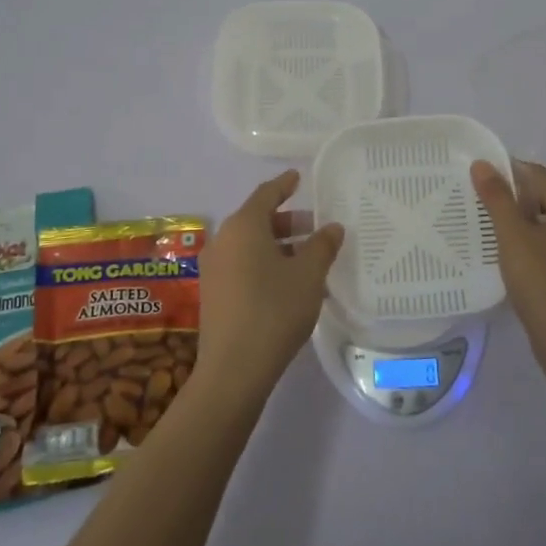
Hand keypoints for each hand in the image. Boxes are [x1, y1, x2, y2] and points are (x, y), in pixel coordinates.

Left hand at [196, 169, 344, 401]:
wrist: (234, 368)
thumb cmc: (275, 310)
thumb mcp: (308, 275)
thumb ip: (322, 246)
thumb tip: (332, 227)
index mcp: (244, 226)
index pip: (266, 194)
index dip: (284, 184)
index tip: (298, 177)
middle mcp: (223, 240)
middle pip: (257, 220)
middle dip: (287, 221)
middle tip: (315, 227)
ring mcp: (214, 268)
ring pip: (250, 245)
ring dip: (278, 246)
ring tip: (309, 258)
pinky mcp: (213, 294)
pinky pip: (243, 266)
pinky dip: (265, 264)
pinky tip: (289, 284)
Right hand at [471, 159, 545, 371]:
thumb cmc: (541, 282)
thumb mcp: (512, 237)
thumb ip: (497, 199)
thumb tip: (482, 164)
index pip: (538, 175)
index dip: (509, 171)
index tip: (480, 178)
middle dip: (517, 197)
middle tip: (483, 205)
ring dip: (526, 222)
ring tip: (495, 231)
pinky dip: (537, 244)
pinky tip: (517, 259)